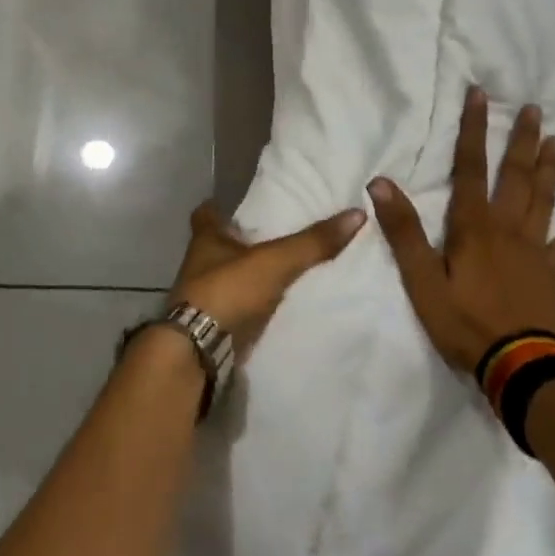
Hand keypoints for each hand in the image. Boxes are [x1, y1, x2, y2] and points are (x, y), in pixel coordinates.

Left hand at [171, 201, 366, 346]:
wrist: (198, 351)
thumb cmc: (227, 291)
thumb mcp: (274, 261)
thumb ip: (312, 242)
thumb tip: (356, 214)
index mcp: (205, 240)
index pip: (206, 214)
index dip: (220, 208)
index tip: (238, 205)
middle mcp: (199, 265)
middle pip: (218, 247)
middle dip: (240, 243)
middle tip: (273, 237)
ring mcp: (202, 298)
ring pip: (227, 278)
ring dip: (246, 277)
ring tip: (280, 271)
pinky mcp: (212, 325)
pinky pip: (235, 309)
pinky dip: (250, 307)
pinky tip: (273, 307)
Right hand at [368, 86, 554, 372]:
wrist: (521, 368)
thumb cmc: (464, 323)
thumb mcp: (421, 279)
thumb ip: (404, 231)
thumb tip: (380, 182)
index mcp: (473, 226)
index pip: (470, 167)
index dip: (473, 129)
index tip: (480, 94)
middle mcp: (507, 229)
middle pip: (516, 176)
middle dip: (522, 140)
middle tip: (535, 109)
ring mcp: (534, 252)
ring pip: (544, 202)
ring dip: (550, 170)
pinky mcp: (551, 277)